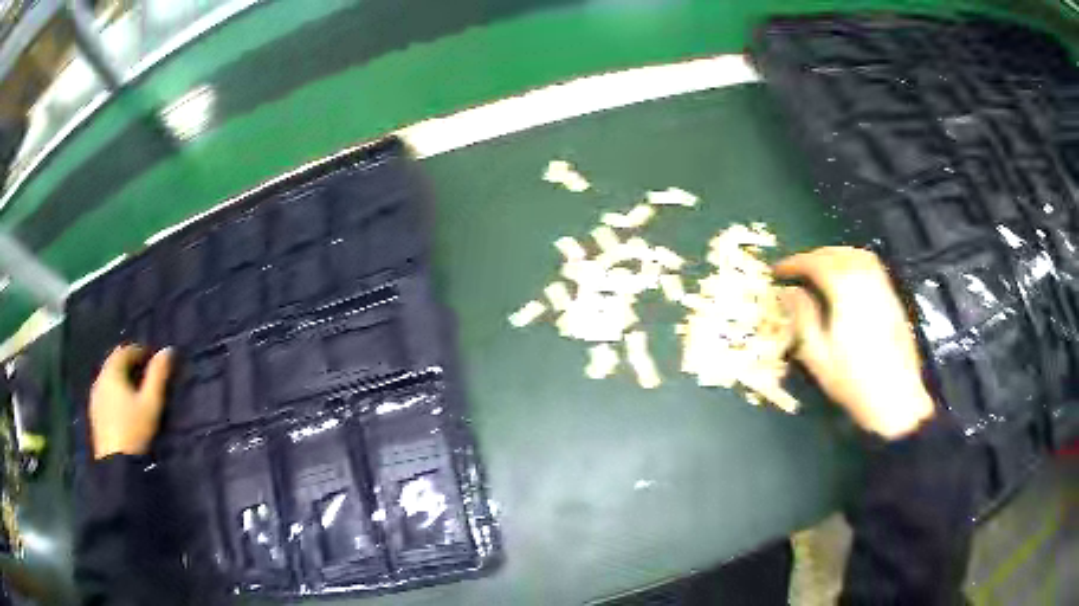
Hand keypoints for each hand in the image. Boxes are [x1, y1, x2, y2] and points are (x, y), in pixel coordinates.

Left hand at [89, 345, 173, 458]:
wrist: (116, 465)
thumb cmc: (135, 431)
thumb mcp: (151, 404)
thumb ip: (158, 376)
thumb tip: (168, 350)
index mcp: (112, 372)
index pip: (125, 351)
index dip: (140, 352)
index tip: (154, 362)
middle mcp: (100, 379)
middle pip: (115, 363)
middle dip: (130, 366)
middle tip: (146, 377)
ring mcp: (95, 397)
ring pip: (109, 379)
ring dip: (122, 381)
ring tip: (137, 395)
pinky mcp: (95, 414)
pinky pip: (106, 395)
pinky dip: (115, 394)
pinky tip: (125, 410)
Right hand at [775, 247, 934, 439]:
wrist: (897, 399)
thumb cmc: (854, 383)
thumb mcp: (819, 357)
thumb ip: (803, 319)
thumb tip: (788, 292)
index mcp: (846, 294)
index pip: (817, 264)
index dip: (795, 263)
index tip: (779, 271)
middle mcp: (867, 283)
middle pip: (839, 254)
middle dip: (815, 256)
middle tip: (798, 269)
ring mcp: (884, 289)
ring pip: (858, 255)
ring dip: (836, 255)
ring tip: (821, 269)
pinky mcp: (894, 300)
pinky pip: (872, 267)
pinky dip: (854, 263)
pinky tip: (847, 281)